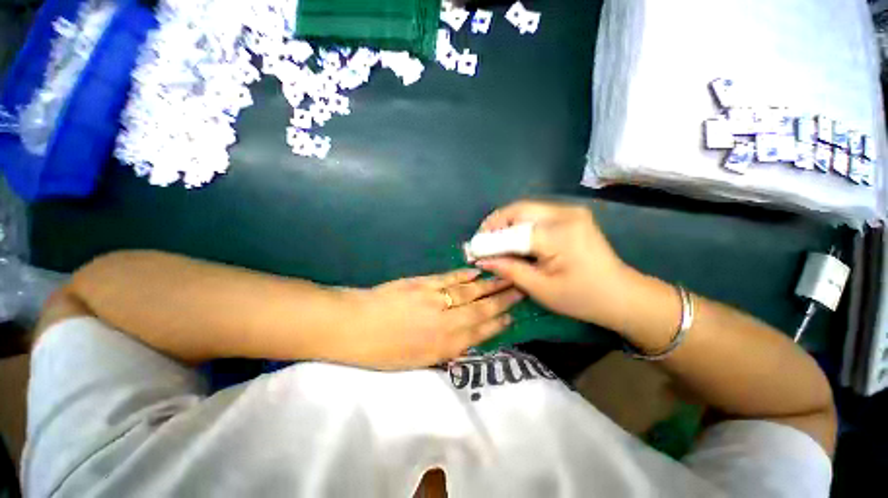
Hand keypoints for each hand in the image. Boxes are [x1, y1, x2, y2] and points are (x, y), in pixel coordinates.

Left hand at [328, 269, 523, 369]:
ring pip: (469, 292)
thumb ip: (443, 351)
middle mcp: (445, 322)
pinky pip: (450, 279)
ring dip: (489, 285)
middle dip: (502, 300)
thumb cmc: (382, 351)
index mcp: (443, 346)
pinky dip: (465, 275)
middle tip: (520, 290)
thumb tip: (465, 340)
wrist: (354, 326)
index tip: (512, 317)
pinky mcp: (423, 284)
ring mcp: (435, 299)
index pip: (479, 333)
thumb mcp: (416, 362)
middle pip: (480, 309)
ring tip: (506, 277)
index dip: (498, 324)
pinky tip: (476, 273)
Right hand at [474, 200, 633, 328]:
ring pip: (525, 209)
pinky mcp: (571, 214)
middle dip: (495, 224)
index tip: (472, 250)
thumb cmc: (581, 297)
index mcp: (559, 234)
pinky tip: (512, 237)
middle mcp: (565, 214)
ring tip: (493, 241)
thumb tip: (481, 259)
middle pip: (517, 210)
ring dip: (505, 223)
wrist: (621, 294)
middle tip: (481, 242)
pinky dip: (518, 223)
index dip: (489, 240)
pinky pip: (535, 213)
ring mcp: (570, 211)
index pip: (513, 231)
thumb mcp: (540, 288)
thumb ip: (508, 269)